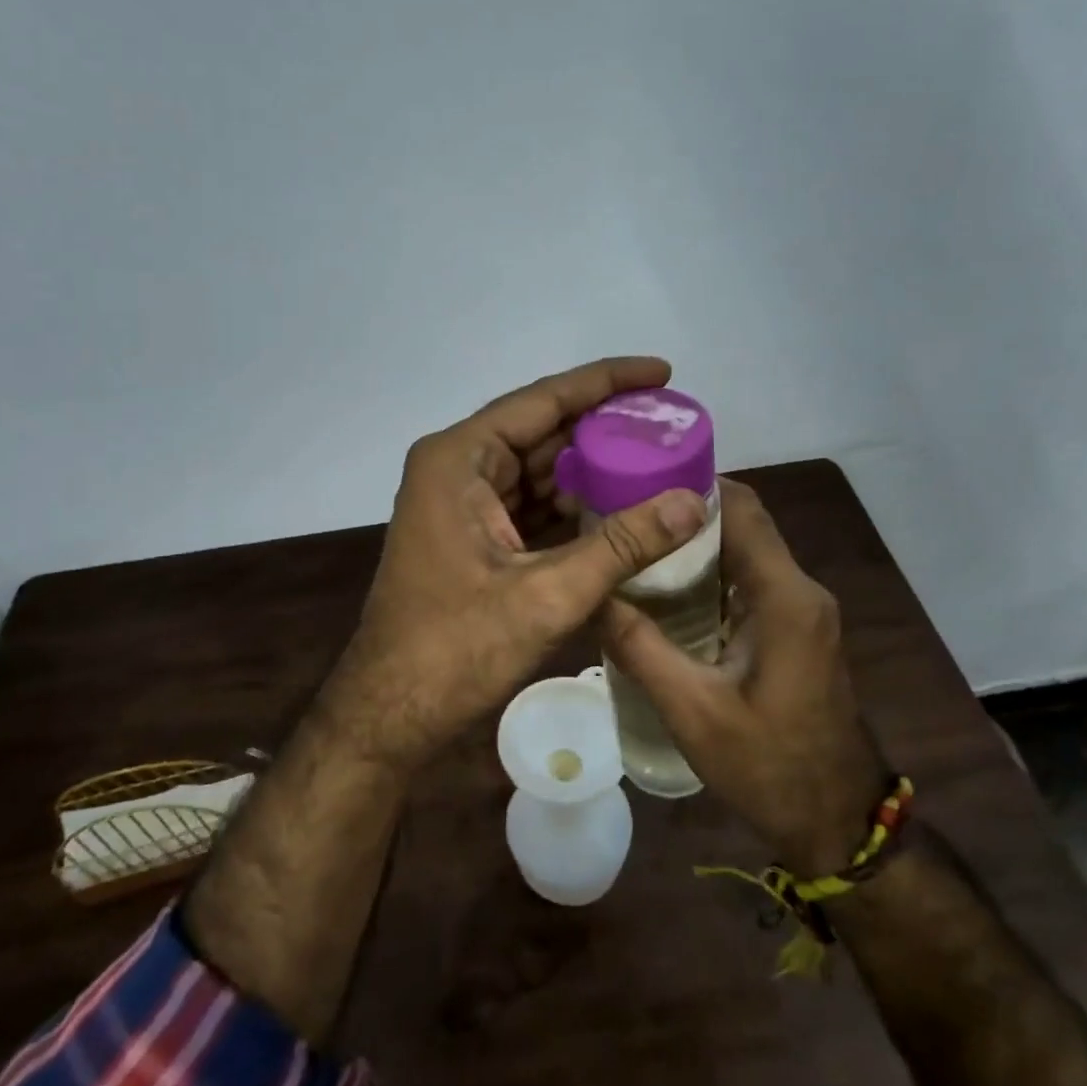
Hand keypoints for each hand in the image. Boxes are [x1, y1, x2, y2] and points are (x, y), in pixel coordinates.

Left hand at [321, 357, 709, 772]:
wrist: (392, 714)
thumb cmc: (456, 649)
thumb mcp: (548, 594)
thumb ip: (623, 544)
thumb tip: (694, 502)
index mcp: (461, 459)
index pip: (543, 400)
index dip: (606, 382)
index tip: (661, 371)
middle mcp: (458, 467)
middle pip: (544, 432)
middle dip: (606, 429)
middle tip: (671, 425)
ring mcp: (462, 503)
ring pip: (540, 471)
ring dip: (593, 471)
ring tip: (659, 463)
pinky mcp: (473, 536)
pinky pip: (532, 505)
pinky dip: (574, 507)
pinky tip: (622, 509)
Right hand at [601, 478, 887, 875]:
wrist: (837, 821)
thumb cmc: (769, 767)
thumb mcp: (692, 710)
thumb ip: (640, 647)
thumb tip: (593, 596)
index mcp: (785, 597)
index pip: (742, 509)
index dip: (693, 485)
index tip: (637, 481)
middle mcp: (801, 590)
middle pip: (743, 524)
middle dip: (685, 513)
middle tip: (624, 516)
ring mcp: (804, 610)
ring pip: (747, 552)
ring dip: (697, 544)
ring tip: (636, 546)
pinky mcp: (798, 630)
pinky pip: (752, 582)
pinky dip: (712, 574)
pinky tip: (668, 591)